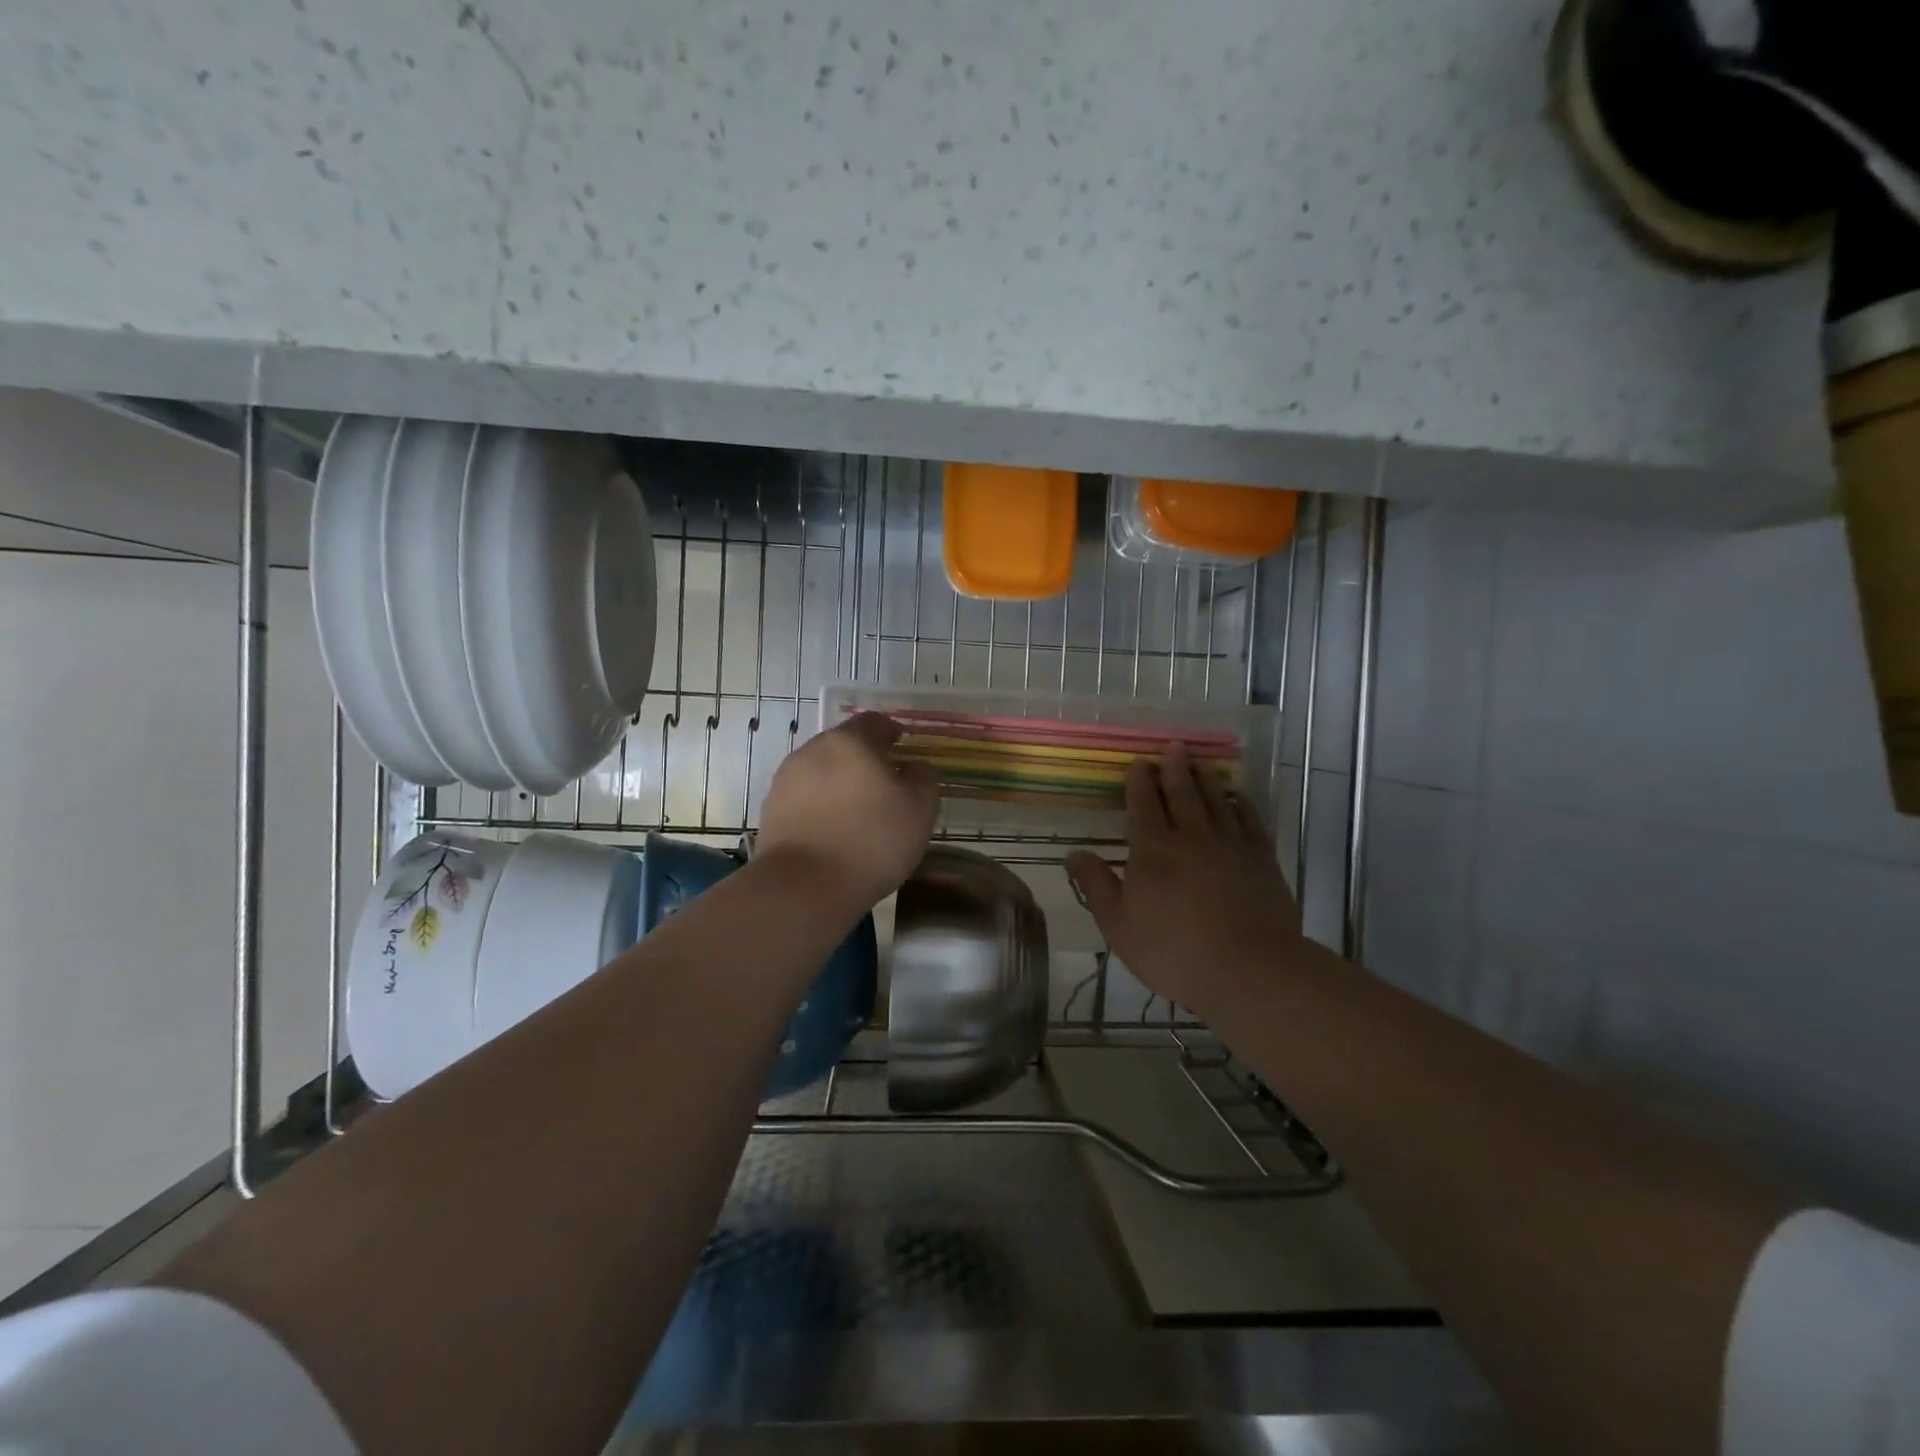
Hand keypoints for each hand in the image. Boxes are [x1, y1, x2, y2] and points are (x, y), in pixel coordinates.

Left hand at [755, 713, 938, 912]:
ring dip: (840, 783)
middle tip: (884, 782)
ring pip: (821, 771)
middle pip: (843, 745)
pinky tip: (834, 830)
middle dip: (863, 759)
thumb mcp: (920, 808)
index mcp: (850, 741)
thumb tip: (914, 767)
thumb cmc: (872, 840)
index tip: (901, 744)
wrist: (805, 887)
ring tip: (858, 811)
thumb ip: (923, 777)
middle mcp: (812, 751)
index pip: (873, 722)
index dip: (890, 731)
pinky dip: (821, 806)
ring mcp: (786, 780)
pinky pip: (804, 799)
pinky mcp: (772, 811)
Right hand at [1065, 748, 1300, 1017]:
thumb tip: (1074, 853)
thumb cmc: (1173, 951)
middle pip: (1181, 792)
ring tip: (1200, 762)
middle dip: (1174, 767)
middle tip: (1173, 747)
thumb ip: (1096, 885)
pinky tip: (1238, 797)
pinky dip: (1242, 803)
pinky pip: (1250, 819)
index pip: (1143, 804)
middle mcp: (1191, 836)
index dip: (1139, 781)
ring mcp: (1230, 845)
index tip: (1138, 763)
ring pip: (1216, 800)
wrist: (1248, 971)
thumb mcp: (1118, 925)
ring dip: (1206, 778)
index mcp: (1152, 850)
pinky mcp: (1262, 859)